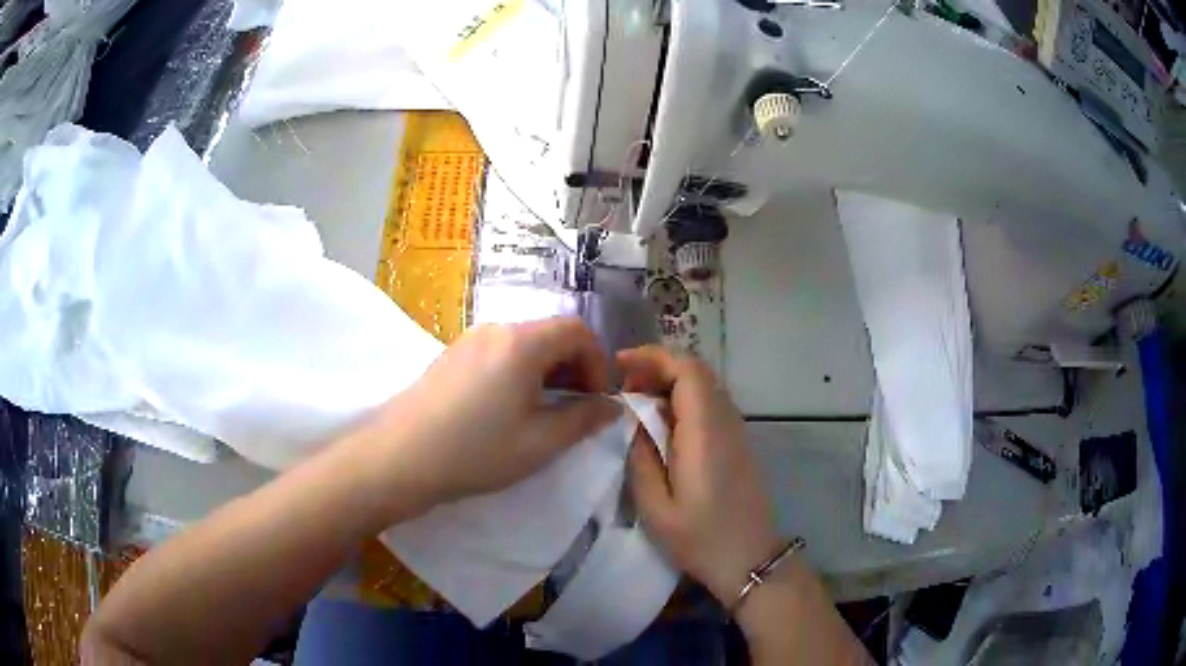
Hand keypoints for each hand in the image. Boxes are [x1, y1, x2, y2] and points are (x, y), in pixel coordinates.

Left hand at [362, 318, 619, 513]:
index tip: (598, 400)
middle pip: (550, 333)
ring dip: (547, 371)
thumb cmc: (476, 451)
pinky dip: (519, 372)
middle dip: (574, 367)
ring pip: (524, 344)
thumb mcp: (540, 443)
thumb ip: (584, 420)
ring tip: (545, 412)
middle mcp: (496, 329)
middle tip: (577, 409)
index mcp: (522, 342)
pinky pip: (499, 352)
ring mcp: (469, 339)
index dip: (598, 362)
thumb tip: (612, 407)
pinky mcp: (451, 355)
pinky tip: (509, 408)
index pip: (577, 330)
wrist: (400, 458)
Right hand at [620, 346, 781, 603]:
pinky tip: (662, 424)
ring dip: (670, 382)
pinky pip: (710, 404)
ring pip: (704, 385)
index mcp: (705, 432)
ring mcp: (737, 430)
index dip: (652, 357)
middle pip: (696, 371)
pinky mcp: (738, 442)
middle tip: (623, 386)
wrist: (749, 559)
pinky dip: (683, 399)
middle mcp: (726, 421)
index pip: (687, 370)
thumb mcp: (655, 507)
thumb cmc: (700, 538)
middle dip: (657, 367)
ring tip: (636, 401)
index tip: (618, 365)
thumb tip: (633, 421)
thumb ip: (640, 457)